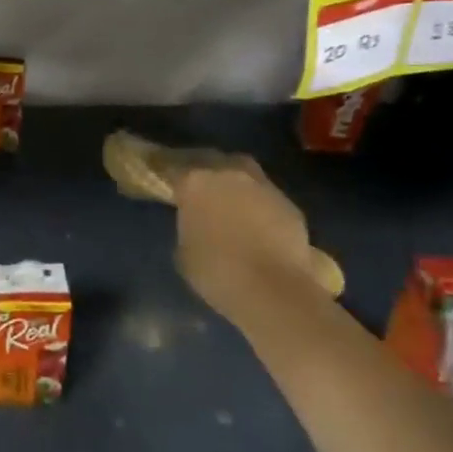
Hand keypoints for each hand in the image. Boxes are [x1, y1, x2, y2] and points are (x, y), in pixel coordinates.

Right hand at [174, 160, 338, 321]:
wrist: (275, 291)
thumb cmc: (217, 272)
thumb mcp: (184, 251)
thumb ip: (187, 226)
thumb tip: (196, 223)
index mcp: (195, 181)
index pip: (172, 167)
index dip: (166, 174)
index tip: (163, 180)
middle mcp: (228, 173)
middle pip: (211, 161)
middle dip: (203, 170)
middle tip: (197, 185)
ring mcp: (262, 186)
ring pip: (243, 174)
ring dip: (234, 184)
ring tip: (229, 201)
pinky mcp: (289, 204)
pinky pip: (266, 197)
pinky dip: (258, 204)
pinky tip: (255, 222)